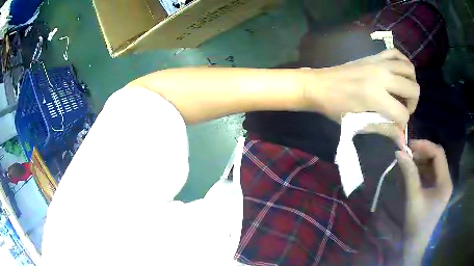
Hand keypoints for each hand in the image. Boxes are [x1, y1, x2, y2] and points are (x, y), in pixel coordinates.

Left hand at [302, 49, 419, 128]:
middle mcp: (381, 76)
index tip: (395, 124)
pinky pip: (396, 53)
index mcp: (376, 97)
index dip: (402, 123)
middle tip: (402, 108)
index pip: (403, 114)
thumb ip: (384, 129)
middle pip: (413, 89)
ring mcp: (378, 62)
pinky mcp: (374, 55)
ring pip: (409, 68)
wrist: (320, 85)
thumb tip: (402, 140)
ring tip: (403, 92)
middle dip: (412, 104)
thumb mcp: (359, 123)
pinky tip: (400, 73)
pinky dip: (403, 62)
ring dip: (411, 83)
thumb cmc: (337, 108)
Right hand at [395, 140, 452, 263]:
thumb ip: (409, 174)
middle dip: (422, 153)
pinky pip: (430, 174)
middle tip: (407, 154)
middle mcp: (446, 181)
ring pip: (433, 165)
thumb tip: (399, 152)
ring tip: (407, 164)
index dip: (424, 146)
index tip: (409, 146)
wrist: (415, 244)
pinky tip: (411, 174)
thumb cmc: (416, 223)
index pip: (438, 154)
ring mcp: (442, 186)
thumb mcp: (413, 198)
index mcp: (445, 182)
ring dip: (420, 161)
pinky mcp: (436, 191)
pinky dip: (421, 171)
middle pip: (436, 158)